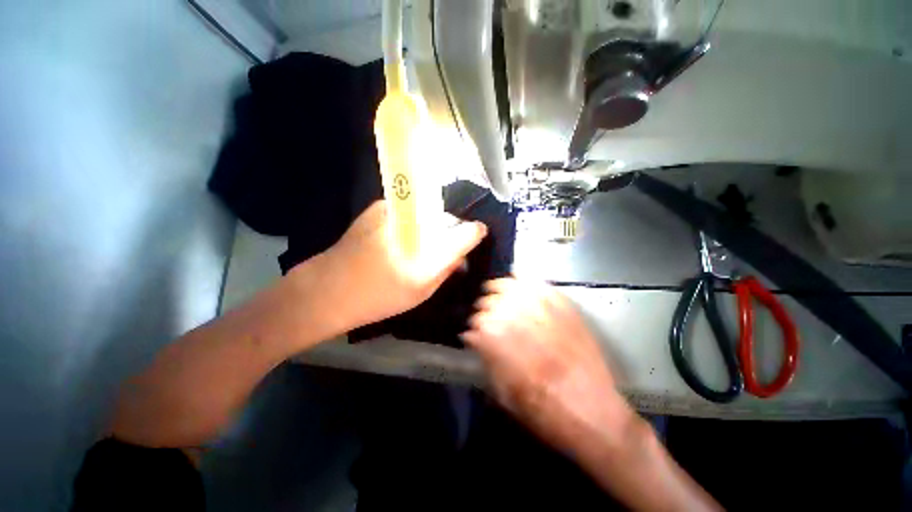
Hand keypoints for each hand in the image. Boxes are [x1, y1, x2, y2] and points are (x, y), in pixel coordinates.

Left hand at [315, 200, 486, 330]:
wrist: (328, 288)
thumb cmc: (378, 297)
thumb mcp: (420, 292)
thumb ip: (445, 270)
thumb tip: (461, 256)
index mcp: (426, 253)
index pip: (463, 232)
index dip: (474, 232)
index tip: (478, 233)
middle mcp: (414, 225)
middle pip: (445, 218)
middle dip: (451, 229)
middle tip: (447, 244)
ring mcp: (395, 211)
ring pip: (426, 212)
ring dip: (431, 224)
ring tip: (422, 242)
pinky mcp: (379, 207)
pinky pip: (408, 210)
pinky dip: (413, 220)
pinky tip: (403, 236)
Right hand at [461, 278, 633, 456]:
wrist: (595, 414)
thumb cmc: (545, 412)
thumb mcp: (504, 394)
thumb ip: (486, 359)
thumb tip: (471, 337)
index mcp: (502, 343)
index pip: (477, 322)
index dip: (473, 328)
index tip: (472, 334)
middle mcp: (519, 321)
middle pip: (492, 302)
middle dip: (483, 307)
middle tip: (484, 315)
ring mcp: (543, 312)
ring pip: (513, 287)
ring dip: (500, 287)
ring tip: (495, 289)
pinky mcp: (564, 309)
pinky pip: (541, 286)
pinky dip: (527, 279)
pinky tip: (518, 277)